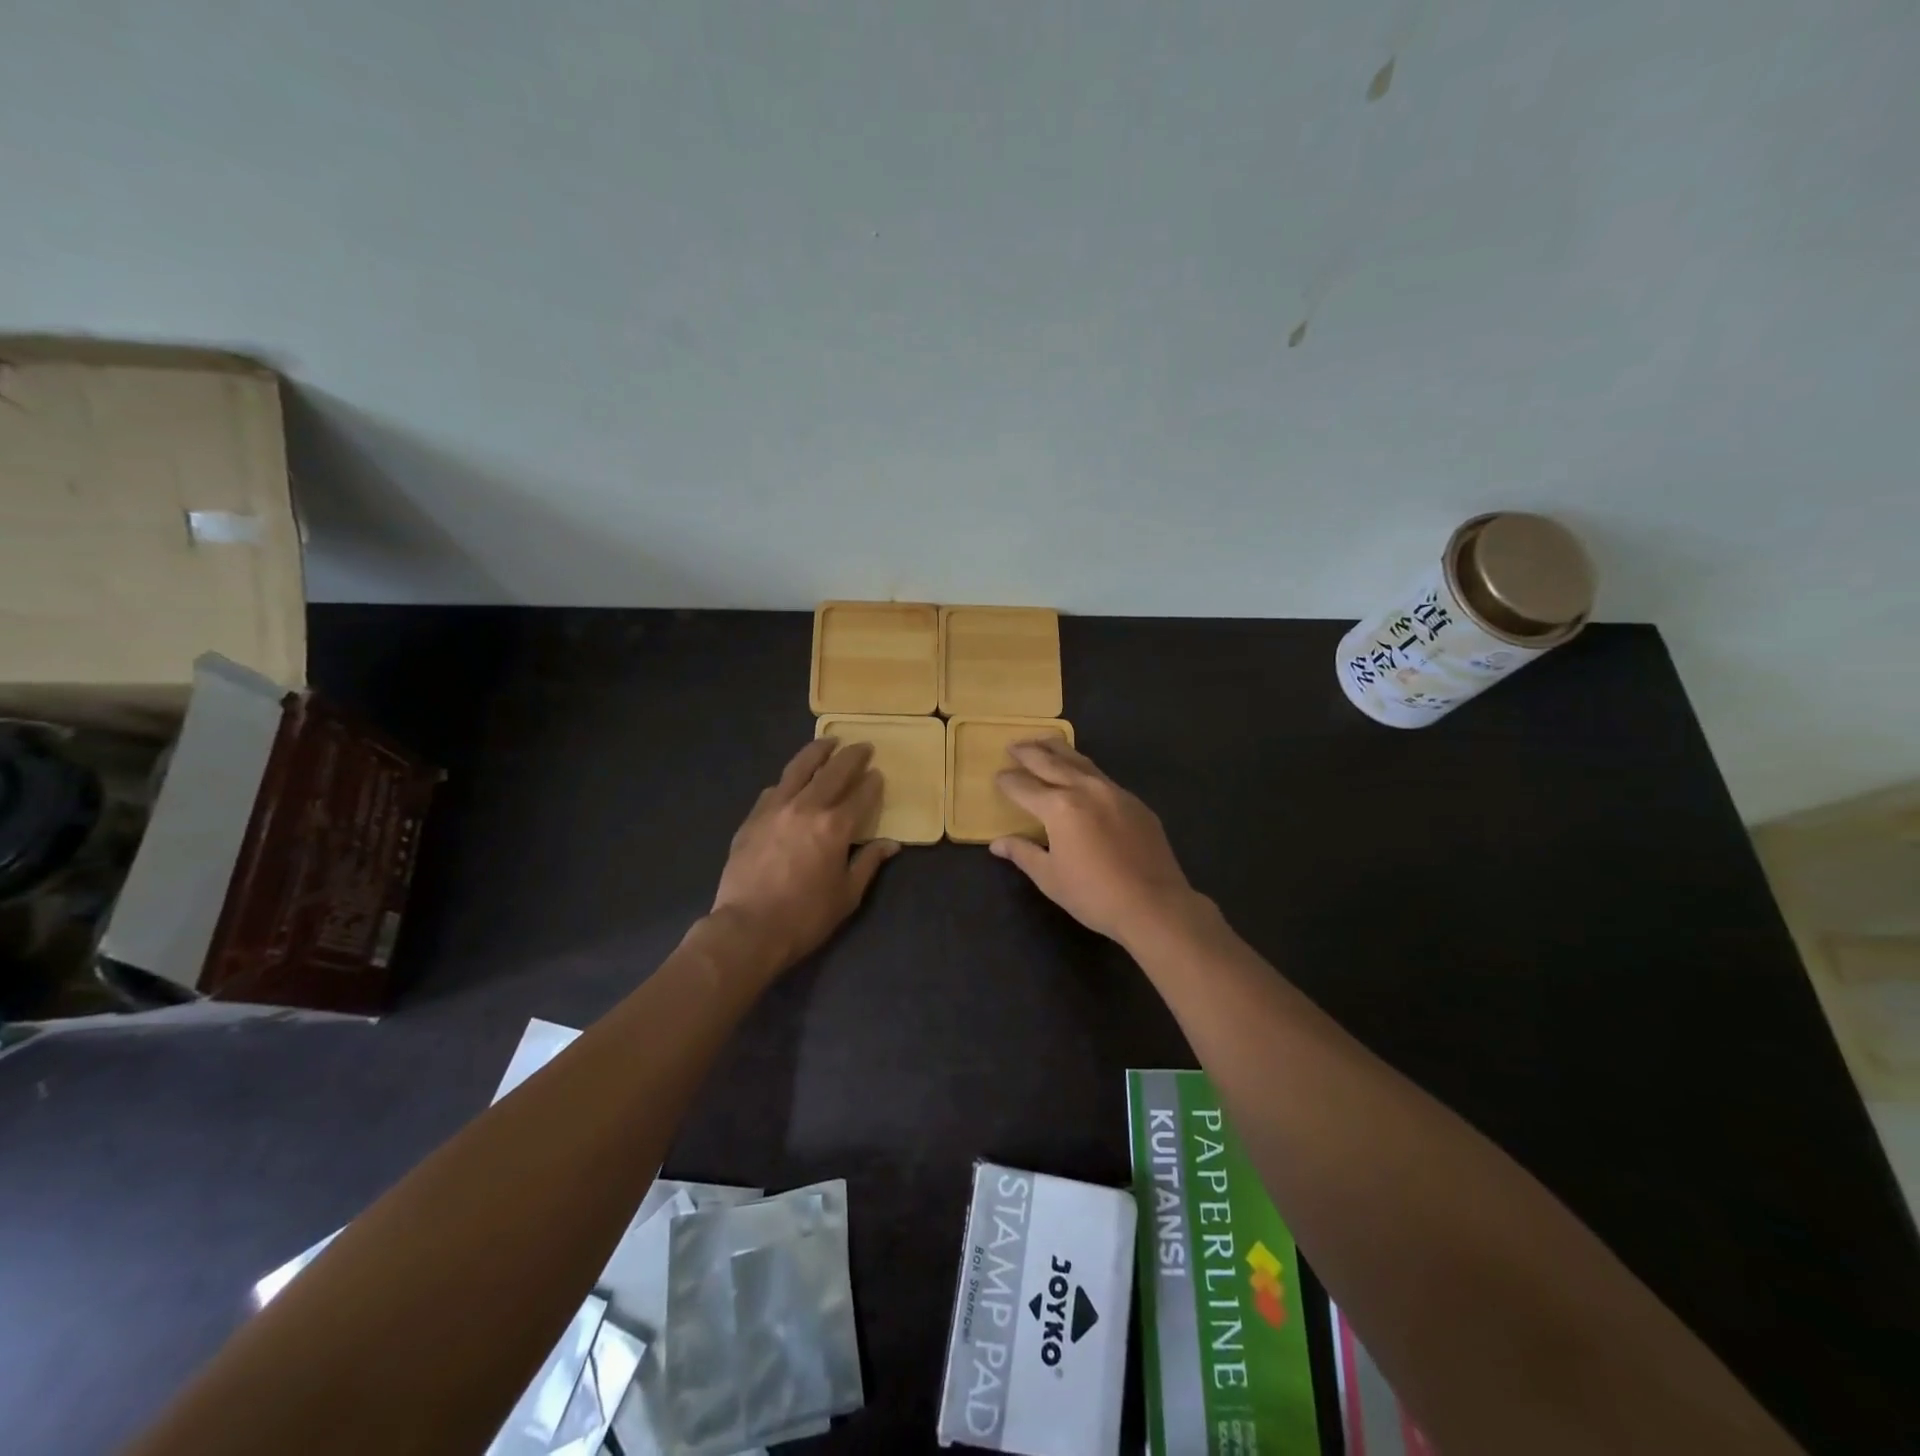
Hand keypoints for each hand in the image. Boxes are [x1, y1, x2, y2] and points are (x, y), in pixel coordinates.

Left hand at [710, 738, 900, 973]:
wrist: (748, 928)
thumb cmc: (805, 917)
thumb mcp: (847, 895)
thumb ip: (869, 863)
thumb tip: (891, 844)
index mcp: (835, 826)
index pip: (861, 794)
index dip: (873, 782)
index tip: (878, 774)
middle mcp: (807, 807)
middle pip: (834, 771)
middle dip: (852, 756)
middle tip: (863, 746)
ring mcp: (775, 808)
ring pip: (799, 768)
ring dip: (817, 751)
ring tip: (828, 741)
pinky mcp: (752, 818)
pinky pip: (775, 789)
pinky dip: (789, 779)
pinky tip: (793, 780)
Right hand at [990, 738, 1198, 946]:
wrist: (1154, 904)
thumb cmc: (1094, 894)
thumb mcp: (1050, 877)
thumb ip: (1023, 853)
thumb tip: (997, 844)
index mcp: (1059, 807)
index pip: (1024, 787)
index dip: (1008, 781)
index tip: (997, 776)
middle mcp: (1085, 789)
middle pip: (1051, 762)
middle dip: (1029, 752)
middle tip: (1014, 745)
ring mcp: (1114, 792)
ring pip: (1080, 761)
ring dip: (1058, 750)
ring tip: (1043, 742)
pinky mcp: (1134, 802)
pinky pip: (1102, 777)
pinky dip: (1083, 768)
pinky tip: (1080, 773)